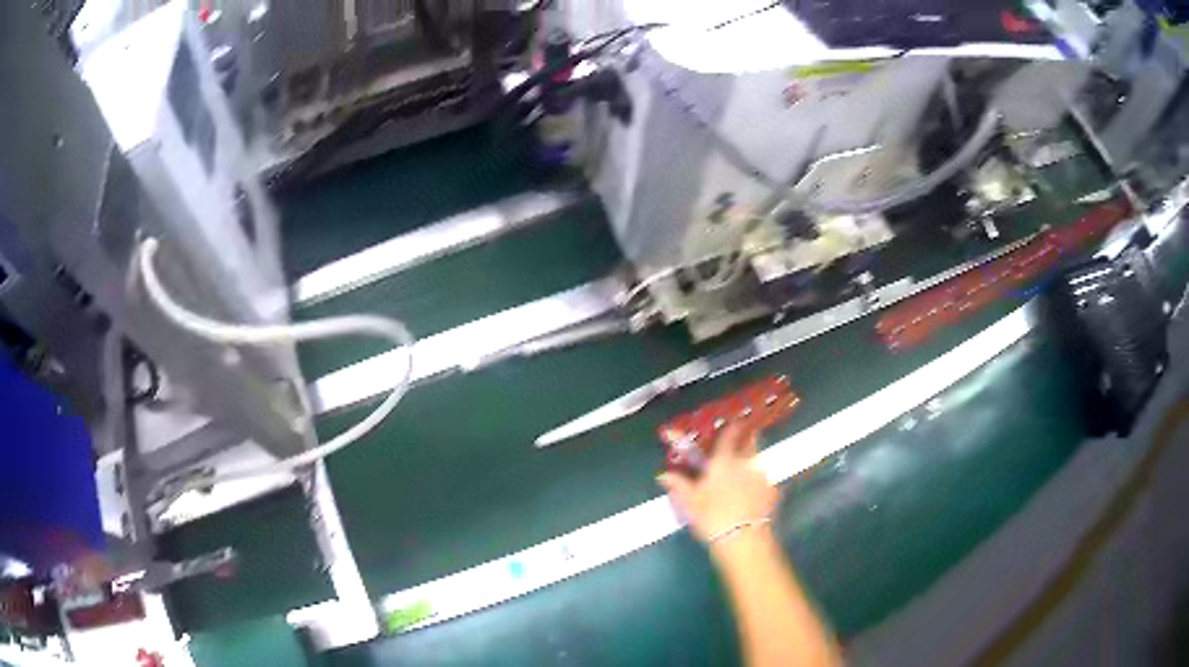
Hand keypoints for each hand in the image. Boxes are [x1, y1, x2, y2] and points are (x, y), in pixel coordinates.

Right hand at [658, 424, 777, 546]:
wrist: (743, 538)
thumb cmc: (712, 517)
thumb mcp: (690, 502)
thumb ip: (678, 485)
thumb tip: (663, 475)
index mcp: (723, 461)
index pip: (729, 435)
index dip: (731, 428)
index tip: (732, 424)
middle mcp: (745, 463)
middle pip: (750, 443)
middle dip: (747, 441)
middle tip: (739, 448)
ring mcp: (762, 476)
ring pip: (758, 462)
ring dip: (752, 464)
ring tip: (744, 477)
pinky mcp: (773, 491)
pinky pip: (765, 481)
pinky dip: (759, 484)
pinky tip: (753, 496)